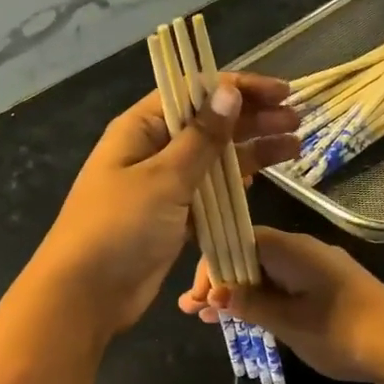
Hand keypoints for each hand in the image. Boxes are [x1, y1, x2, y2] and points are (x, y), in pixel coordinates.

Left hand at [28, 74, 300, 337]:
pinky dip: (236, 185)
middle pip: (209, 124)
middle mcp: (152, 151)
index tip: (280, 92)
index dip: (238, 89)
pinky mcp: (174, 218)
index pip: (194, 93)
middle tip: (297, 118)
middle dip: (252, 119)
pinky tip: (264, 177)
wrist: (86, 294)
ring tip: (295, 144)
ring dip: (251, 150)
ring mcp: (163, 186)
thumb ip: (201, 138)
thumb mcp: (163, 178)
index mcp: (141, 129)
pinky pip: (210, 193)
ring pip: (214, 160)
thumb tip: (229, 91)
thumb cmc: (119, 228)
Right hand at [178, 226, 383, 383]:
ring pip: (267, 277)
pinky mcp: (330, 294)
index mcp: (292, 249)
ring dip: (238, 296)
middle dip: (219, 283)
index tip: (196, 297)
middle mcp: (304, 253)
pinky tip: (246, 322)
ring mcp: (319, 273)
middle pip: (251, 258)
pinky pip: (286, 291)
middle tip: (190, 310)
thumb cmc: (342, 330)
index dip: (212, 266)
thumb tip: (215, 294)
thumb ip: (251, 305)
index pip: (239, 241)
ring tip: (207, 319)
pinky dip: (263, 304)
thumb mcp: (289, 322)